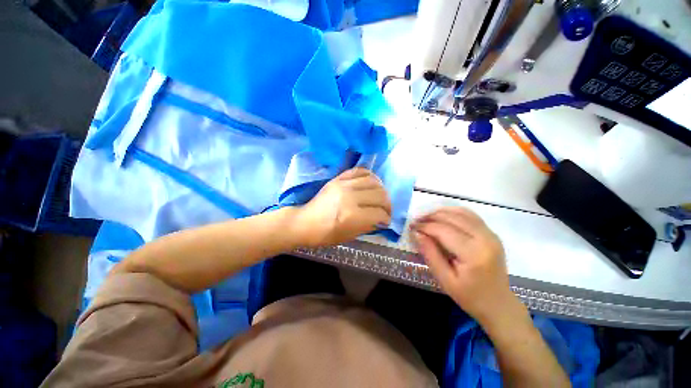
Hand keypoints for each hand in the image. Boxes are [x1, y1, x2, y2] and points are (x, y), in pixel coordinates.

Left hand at [295, 168, 390, 246]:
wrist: (304, 222)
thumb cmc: (324, 234)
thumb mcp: (349, 236)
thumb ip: (367, 226)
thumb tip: (381, 220)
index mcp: (352, 215)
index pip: (379, 213)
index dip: (386, 218)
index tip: (385, 221)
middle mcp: (350, 197)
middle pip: (380, 195)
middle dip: (387, 204)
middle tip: (385, 210)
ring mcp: (343, 185)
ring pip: (373, 181)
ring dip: (381, 190)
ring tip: (380, 197)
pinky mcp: (338, 178)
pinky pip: (359, 171)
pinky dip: (369, 175)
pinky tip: (372, 183)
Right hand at [412, 207, 517, 325]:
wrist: (498, 304)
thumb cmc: (469, 296)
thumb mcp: (444, 279)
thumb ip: (430, 254)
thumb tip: (416, 233)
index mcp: (474, 254)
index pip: (443, 230)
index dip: (425, 226)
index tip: (411, 227)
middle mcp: (485, 238)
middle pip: (452, 218)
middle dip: (430, 217)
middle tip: (416, 221)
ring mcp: (490, 234)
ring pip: (461, 212)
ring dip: (440, 212)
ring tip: (426, 218)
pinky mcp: (491, 233)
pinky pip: (470, 215)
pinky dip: (453, 212)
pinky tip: (442, 216)